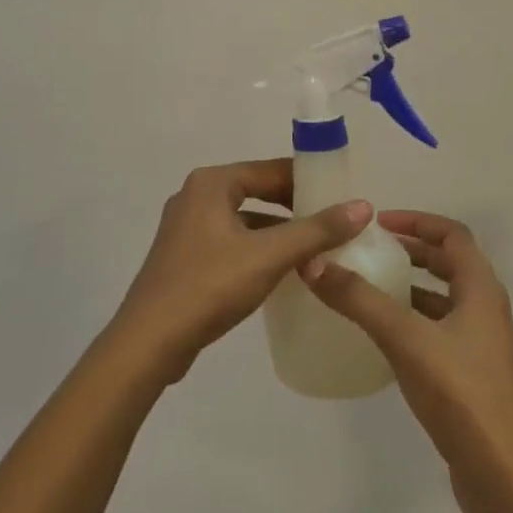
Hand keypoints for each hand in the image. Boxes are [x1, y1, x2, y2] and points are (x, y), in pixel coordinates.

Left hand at [111, 160, 370, 384]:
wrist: (149, 342)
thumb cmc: (209, 286)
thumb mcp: (269, 256)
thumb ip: (317, 230)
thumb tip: (363, 206)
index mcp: (212, 184)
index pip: (270, 170)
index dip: (307, 180)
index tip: (340, 195)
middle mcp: (196, 197)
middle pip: (258, 193)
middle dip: (295, 209)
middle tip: (333, 224)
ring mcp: (187, 229)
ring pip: (245, 221)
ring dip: (279, 233)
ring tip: (317, 250)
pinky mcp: (185, 258)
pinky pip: (232, 243)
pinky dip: (259, 251)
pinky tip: (283, 272)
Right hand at [303, 211, 512, 512]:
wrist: (501, 473)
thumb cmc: (459, 393)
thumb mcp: (404, 338)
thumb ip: (359, 300)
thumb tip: (314, 263)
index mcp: (481, 290)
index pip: (452, 235)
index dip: (417, 222)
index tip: (379, 224)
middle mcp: (486, 310)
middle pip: (450, 264)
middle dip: (412, 251)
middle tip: (371, 251)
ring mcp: (481, 346)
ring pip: (444, 300)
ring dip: (412, 287)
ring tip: (371, 288)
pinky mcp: (472, 376)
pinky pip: (439, 331)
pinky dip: (413, 321)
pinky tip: (384, 337)